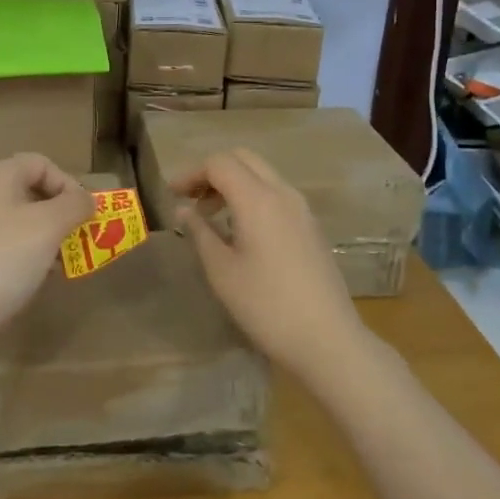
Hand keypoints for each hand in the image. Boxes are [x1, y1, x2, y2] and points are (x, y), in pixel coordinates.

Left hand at [0, 153, 92, 334]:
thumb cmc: (5, 257)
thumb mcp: (50, 225)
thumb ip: (75, 205)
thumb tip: (87, 199)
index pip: (42, 164)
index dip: (68, 184)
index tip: (84, 214)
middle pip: (30, 191)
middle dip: (60, 213)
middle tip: (79, 237)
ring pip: (19, 219)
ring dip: (47, 235)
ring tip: (64, 261)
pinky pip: (5, 242)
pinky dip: (26, 252)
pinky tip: (39, 275)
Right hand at [171, 149, 365, 377]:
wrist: (327, 339)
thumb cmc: (266, 305)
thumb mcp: (222, 271)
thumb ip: (200, 232)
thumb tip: (184, 210)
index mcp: (257, 199)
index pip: (219, 163)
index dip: (191, 173)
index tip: (172, 195)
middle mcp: (282, 193)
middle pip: (243, 159)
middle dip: (213, 171)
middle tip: (191, 199)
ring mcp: (301, 209)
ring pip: (262, 174)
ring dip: (234, 183)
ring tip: (211, 216)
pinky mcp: (311, 226)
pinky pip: (276, 194)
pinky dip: (253, 196)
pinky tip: (241, 230)